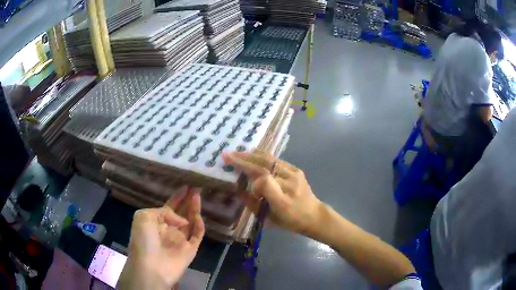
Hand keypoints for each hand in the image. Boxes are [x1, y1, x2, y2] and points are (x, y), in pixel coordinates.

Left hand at [117, 187, 204, 289]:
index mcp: (156, 223)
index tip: (185, 187)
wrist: (151, 267)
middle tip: (196, 189)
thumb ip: (163, 212)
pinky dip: (199, 225)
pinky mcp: (190, 249)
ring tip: (197, 196)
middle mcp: (169, 230)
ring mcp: (180, 240)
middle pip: (181, 213)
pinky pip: (197, 235)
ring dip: (194, 209)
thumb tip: (181, 220)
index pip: (169, 207)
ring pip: (190, 222)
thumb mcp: (144, 217)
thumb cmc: (143, 240)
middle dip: (187, 201)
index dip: (177, 198)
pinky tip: (197, 216)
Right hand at [222, 150, 322, 235]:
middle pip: (265, 167)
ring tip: (237, 152)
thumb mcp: (269, 220)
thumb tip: (240, 189)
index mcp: (283, 202)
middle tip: (227, 155)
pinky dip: (263, 155)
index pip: (265, 182)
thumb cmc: (289, 221)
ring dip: (252, 155)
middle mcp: (290, 185)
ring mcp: (295, 174)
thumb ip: (253, 205)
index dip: (251, 179)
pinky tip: (253, 153)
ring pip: (270, 160)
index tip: (241, 181)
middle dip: (244, 160)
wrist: (314, 215)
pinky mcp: (296, 170)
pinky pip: (277, 160)